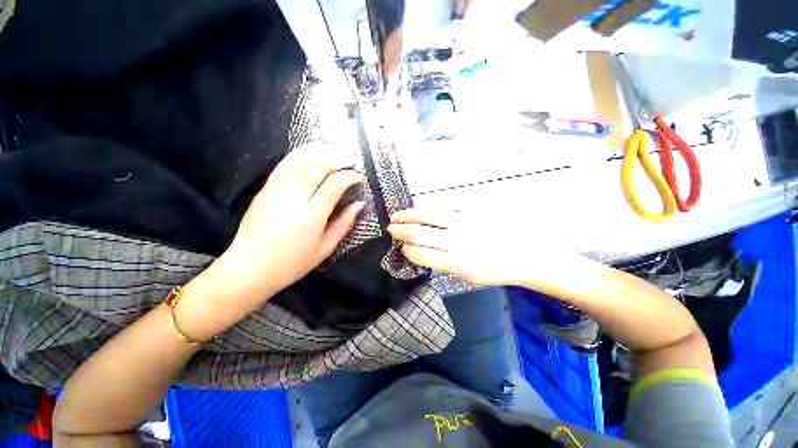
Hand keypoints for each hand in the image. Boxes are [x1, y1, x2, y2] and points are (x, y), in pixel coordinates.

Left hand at [220, 144, 364, 294]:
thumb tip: (359, 204)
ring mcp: (275, 191)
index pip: (334, 184)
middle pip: (317, 165)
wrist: (248, 269)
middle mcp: (293, 198)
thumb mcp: (325, 249)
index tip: (359, 177)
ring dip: (319, 151)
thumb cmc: (292, 264)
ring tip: (334, 153)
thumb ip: (344, 224)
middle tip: (350, 161)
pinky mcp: (265, 189)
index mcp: (311, 217)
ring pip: (299, 159)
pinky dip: (300, 155)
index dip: (350, 176)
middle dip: (337, 158)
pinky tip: (311, 155)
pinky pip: (284, 164)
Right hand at [387, 208, 582, 288]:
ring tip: (398, 215)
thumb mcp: (469, 276)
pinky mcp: (473, 209)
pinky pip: (444, 205)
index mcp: (456, 263)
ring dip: (409, 215)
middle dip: (401, 230)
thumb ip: (443, 262)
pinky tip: (421, 210)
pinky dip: (428, 208)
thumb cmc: (497, 269)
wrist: (529, 254)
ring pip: (428, 214)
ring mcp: (465, 222)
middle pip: (419, 232)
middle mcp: (457, 241)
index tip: (401, 247)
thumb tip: (420, 250)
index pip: (420, 254)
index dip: (406, 249)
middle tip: (391, 228)